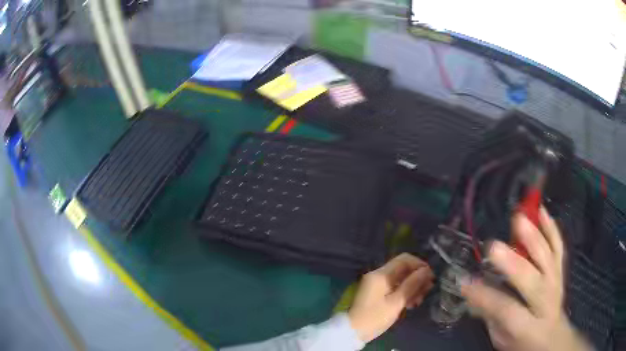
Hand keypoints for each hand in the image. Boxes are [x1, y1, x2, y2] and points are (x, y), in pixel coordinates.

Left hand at [348, 253, 433, 342]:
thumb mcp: (396, 302)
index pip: (404, 259)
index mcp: (381, 274)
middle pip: (403, 269)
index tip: (430, 277)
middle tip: (427, 291)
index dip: (420, 265)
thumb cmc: (375, 318)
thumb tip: (426, 270)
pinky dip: (404, 293)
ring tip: (419, 301)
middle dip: (417, 278)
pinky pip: (394, 288)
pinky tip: (411, 304)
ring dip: (412, 287)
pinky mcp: (376, 293)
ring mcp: (376, 284)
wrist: (353, 332)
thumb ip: (412, 284)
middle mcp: (378, 275)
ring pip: (400, 279)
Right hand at [461, 208, 591, 350]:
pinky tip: (542, 210)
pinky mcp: (560, 270)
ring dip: (534, 237)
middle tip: (493, 247)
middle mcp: (546, 302)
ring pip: (548, 258)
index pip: (507, 311)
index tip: (465, 283)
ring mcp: (556, 282)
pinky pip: (558, 247)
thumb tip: (472, 293)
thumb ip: (490, 316)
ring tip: (518, 218)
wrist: (553, 337)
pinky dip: (551, 228)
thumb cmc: (523, 342)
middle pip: (532, 282)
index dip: (486, 297)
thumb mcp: (502, 339)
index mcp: (528, 327)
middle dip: (513, 263)